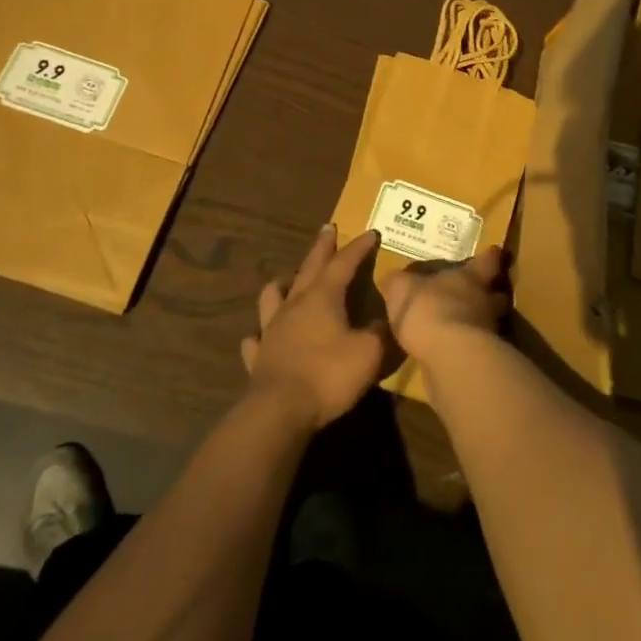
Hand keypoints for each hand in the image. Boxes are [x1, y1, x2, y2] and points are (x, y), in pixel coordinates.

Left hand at [239, 225, 386, 429]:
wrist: (280, 411)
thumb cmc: (328, 375)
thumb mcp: (368, 353)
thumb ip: (379, 333)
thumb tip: (384, 322)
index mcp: (323, 298)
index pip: (343, 263)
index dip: (358, 248)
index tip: (370, 233)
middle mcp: (295, 305)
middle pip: (309, 268)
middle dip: (322, 247)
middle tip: (327, 229)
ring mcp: (272, 329)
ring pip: (273, 295)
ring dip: (283, 283)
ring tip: (288, 279)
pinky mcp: (259, 356)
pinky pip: (256, 337)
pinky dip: (260, 332)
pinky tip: (261, 334)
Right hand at [381, 246, 510, 361]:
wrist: (450, 355)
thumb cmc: (428, 309)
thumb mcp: (402, 289)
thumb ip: (400, 282)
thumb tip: (396, 279)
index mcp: (470, 277)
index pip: (488, 261)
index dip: (491, 256)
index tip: (495, 252)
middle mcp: (485, 300)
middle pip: (497, 293)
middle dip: (491, 293)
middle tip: (481, 293)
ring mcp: (489, 330)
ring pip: (491, 320)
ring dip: (481, 322)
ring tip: (465, 325)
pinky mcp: (484, 358)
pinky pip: (480, 347)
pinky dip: (470, 346)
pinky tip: (456, 351)